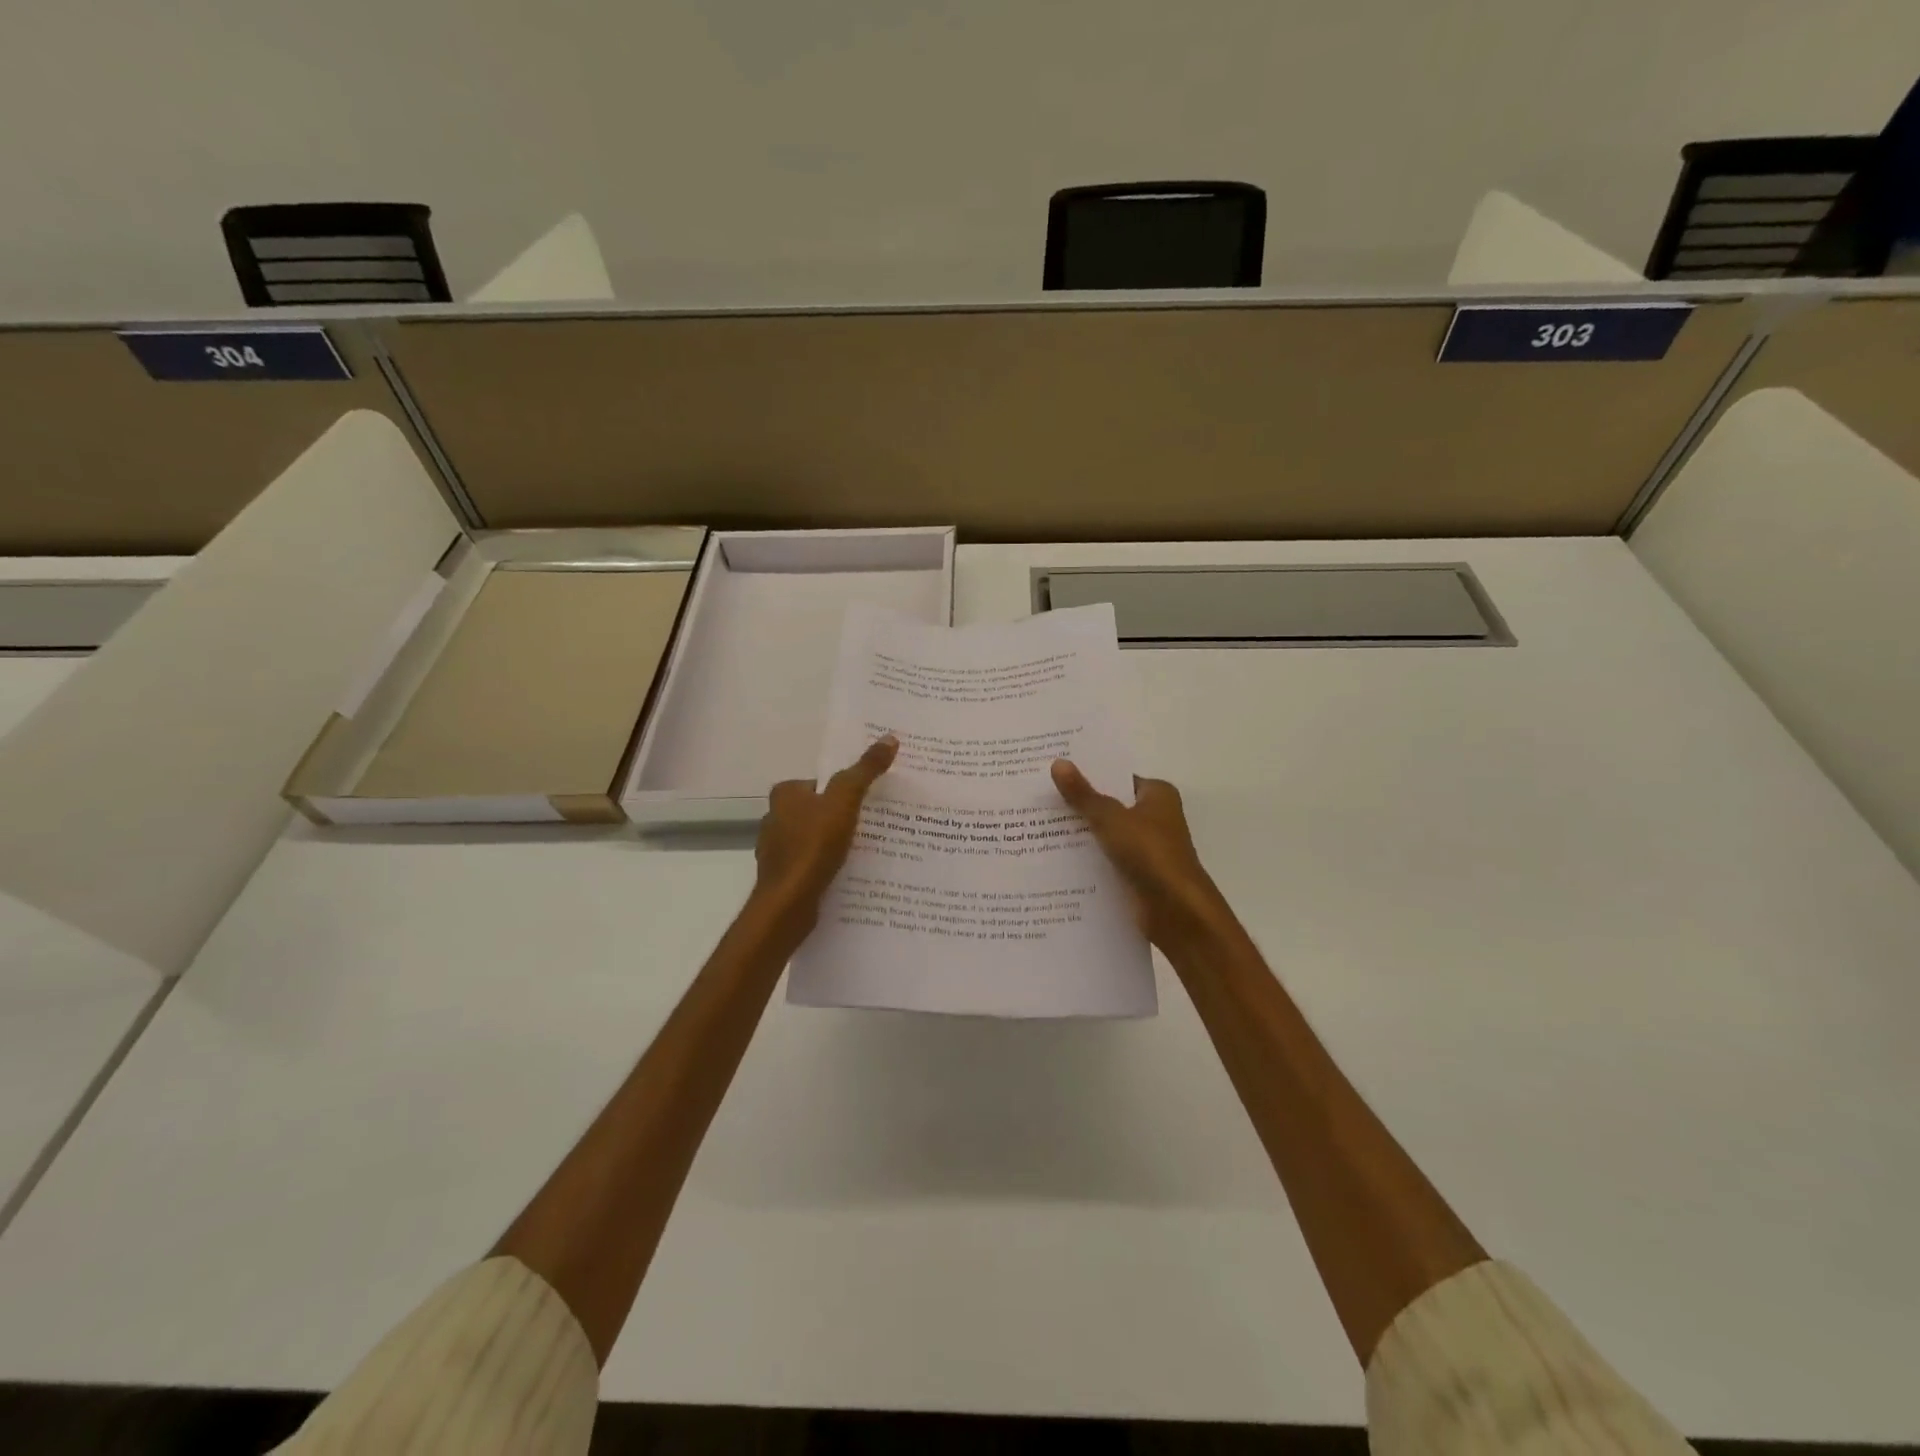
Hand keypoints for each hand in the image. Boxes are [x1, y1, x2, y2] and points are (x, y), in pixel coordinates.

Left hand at [753, 736, 897, 934]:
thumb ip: (865, 771)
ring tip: (866, 850)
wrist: (788, 903)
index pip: (820, 783)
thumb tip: (889, 738)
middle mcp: (774, 818)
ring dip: (834, 843)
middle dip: (840, 817)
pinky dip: (827, 865)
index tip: (868, 800)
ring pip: (814, 838)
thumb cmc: (813, 846)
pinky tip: (847, 873)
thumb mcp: (845, 801)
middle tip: (873, 823)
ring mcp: (776, 850)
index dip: (843, 789)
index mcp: (784, 795)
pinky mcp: (783, 876)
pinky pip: (811, 863)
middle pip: (817, 810)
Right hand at [1051, 760, 1234, 950]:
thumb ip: (1083, 795)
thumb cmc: (1150, 853)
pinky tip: (1054, 860)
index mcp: (1158, 795)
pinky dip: (1087, 861)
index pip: (1118, 778)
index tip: (1056, 773)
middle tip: (1038, 798)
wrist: (1176, 911)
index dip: (1089, 775)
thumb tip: (1058, 763)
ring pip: (1106, 836)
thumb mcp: (1110, 818)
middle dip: (1079, 805)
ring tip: (1036, 827)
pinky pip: (1106, 861)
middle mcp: (1155, 818)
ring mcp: (1147, 849)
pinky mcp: (1138, 876)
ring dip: (1080, 835)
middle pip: (1110, 806)